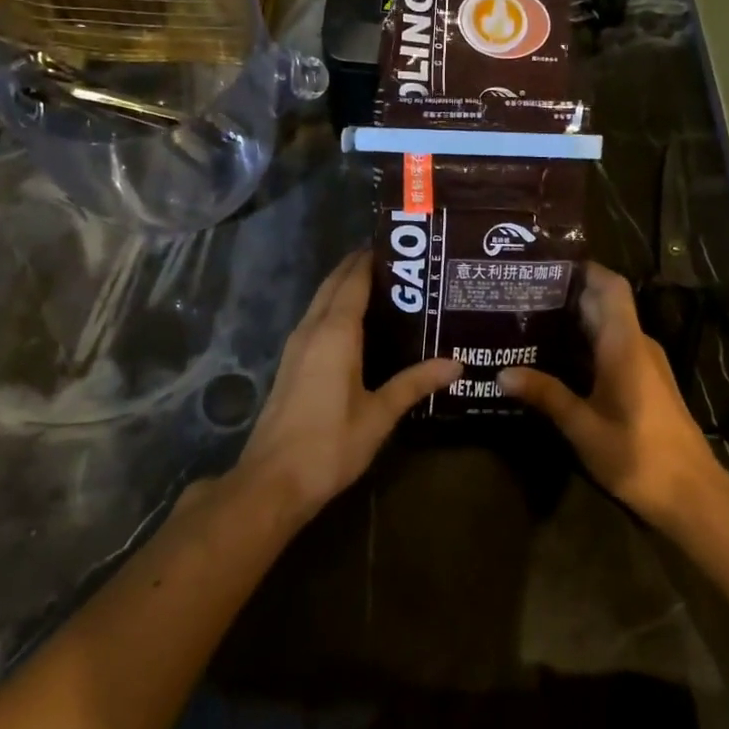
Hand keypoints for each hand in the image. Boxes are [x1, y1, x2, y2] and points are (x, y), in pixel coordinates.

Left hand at [236, 251, 460, 523]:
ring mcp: (296, 345)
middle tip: (398, 263)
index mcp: (335, 332)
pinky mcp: (291, 363)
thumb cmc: (330, 444)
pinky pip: (316, 319)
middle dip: (359, 267)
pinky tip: (358, 324)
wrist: (273, 481)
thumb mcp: (379, 414)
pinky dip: (336, 308)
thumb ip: (415, 384)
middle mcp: (312, 329)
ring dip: (345, 286)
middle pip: (334, 284)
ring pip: (321, 301)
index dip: (372, 259)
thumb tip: (455, 363)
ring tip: (385, 287)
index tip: (399, 247)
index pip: (354, 280)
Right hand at [500, 262, 724, 527]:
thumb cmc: (638, 456)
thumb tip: (502, 373)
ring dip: (574, 320)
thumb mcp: (583, 428)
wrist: (693, 495)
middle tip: (520, 293)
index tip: (546, 264)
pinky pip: (613, 347)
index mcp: (625, 345)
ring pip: (608, 326)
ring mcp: (645, 363)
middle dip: (567, 294)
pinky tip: (555, 358)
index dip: (584, 269)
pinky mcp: (646, 382)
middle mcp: (637, 345)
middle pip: (605, 304)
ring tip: (528, 321)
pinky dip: (585, 344)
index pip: (610, 287)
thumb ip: (546, 395)